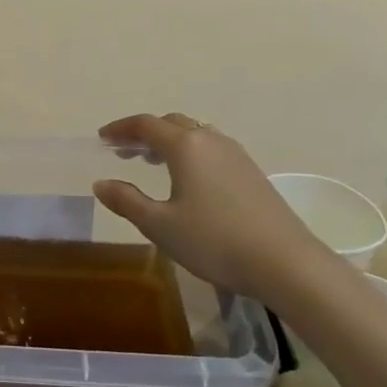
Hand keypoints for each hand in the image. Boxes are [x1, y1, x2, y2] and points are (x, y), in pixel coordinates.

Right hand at [93, 114, 333, 302]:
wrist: (286, 263)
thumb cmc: (214, 241)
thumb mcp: (159, 225)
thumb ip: (126, 200)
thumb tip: (101, 183)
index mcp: (185, 146)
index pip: (145, 125)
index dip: (120, 129)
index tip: (102, 138)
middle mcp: (210, 141)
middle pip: (171, 123)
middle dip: (144, 133)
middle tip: (123, 151)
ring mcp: (236, 155)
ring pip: (195, 134)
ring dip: (168, 141)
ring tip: (151, 162)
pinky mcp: (251, 172)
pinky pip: (211, 148)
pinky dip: (189, 152)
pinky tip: (187, 178)